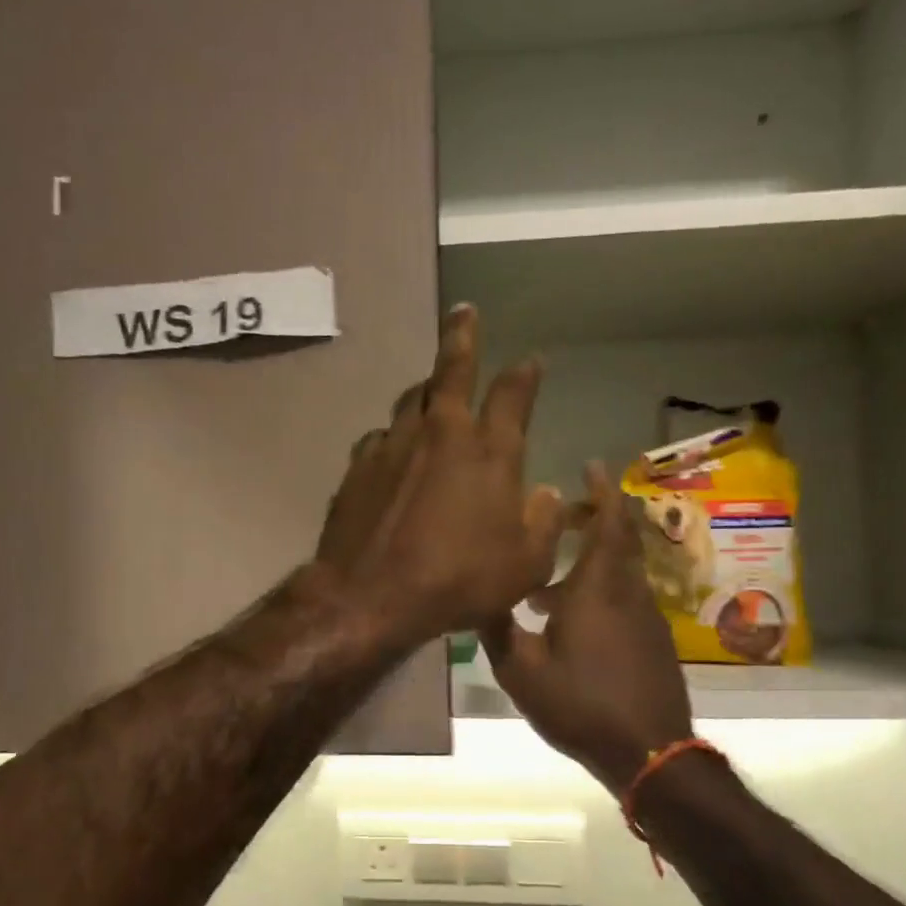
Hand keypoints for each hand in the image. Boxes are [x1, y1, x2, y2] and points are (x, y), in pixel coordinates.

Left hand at [315, 305, 563, 649]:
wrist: (370, 595)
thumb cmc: (457, 581)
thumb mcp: (524, 566)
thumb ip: (543, 524)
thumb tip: (546, 493)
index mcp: (489, 451)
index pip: (513, 394)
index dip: (524, 374)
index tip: (531, 360)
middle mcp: (441, 433)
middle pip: (452, 368)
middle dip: (462, 335)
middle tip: (463, 311)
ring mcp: (394, 444)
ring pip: (411, 398)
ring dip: (425, 388)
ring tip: (430, 385)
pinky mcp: (358, 465)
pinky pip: (380, 437)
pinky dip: (393, 436)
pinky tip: (392, 449)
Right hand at [481, 464, 691, 788]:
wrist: (648, 752)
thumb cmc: (580, 703)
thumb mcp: (520, 670)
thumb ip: (497, 628)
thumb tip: (480, 595)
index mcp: (597, 588)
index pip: (608, 523)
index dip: (602, 491)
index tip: (591, 465)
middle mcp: (627, 592)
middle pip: (619, 540)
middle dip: (595, 519)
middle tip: (563, 515)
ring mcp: (646, 617)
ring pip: (620, 572)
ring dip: (590, 562)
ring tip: (545, 585)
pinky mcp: (653, 641)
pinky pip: (625, 598)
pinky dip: (600, 591)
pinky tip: (569, 622)